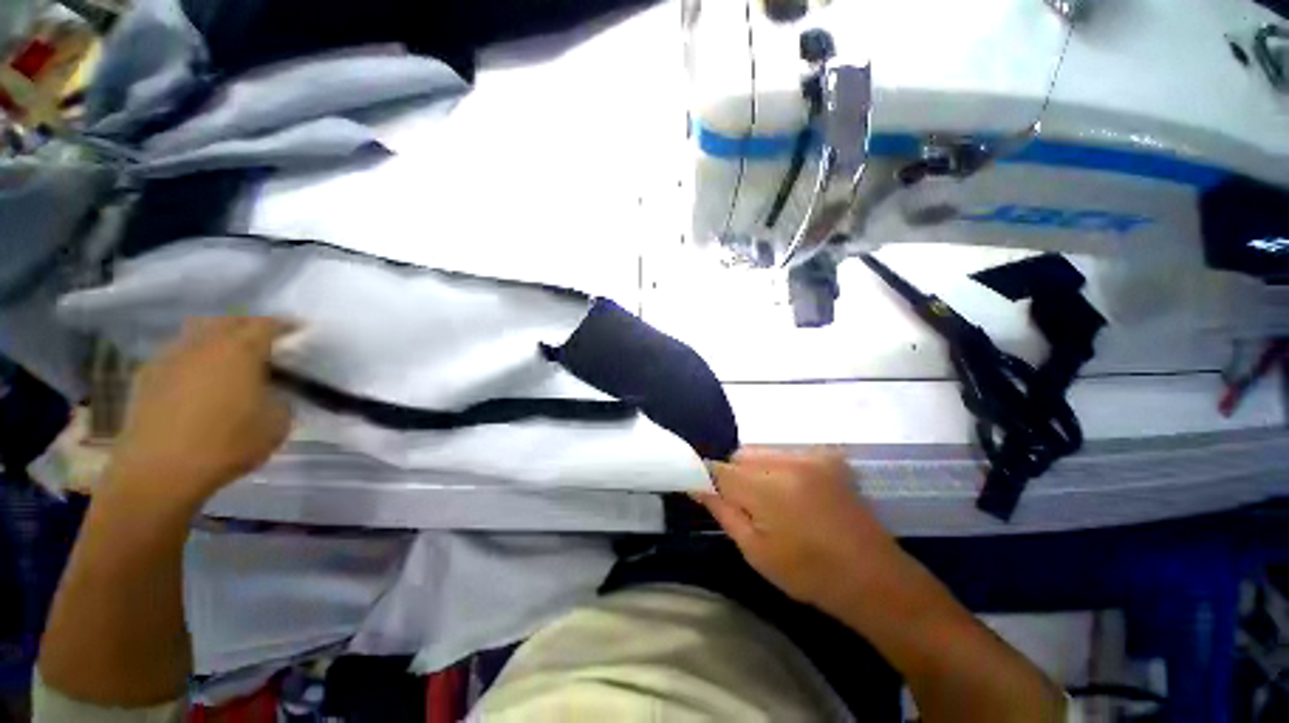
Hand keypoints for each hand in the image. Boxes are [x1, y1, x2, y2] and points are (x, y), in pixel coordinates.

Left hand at [107, 317, 293, 503]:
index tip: (299, 329)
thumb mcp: (277, 422)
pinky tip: (198, 376)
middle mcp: (204, 344)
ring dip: (216, 337)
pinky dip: (193, 357)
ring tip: (229, 354)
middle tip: (265, 339)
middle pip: (228, 321)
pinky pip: (177, 354)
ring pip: (198, 333)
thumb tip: (272, 390)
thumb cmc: (227, 443)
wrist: (159, 471)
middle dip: (248, 325)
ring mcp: (170, 357)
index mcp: (240, 350)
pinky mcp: (147, 376)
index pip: (268, 325)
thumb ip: (280, 397)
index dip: (286, 325)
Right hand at [695, 448, 905, 612]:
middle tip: (748, 507)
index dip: (707, 478)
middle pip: (740, 456)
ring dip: (757, 471)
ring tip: (774, 502)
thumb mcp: (756, 551)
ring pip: (761, 452)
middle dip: (735, 476)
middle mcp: (788, 462)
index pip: (720, 469)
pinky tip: (795, 495)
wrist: (874, 577)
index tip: (704, 491)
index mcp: (768, 490)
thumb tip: (696, 486)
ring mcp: (811, 456)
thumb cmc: (809, 574)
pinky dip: (779, 468)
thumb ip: (723, 511)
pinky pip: (785, 453)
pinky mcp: (827, 456)